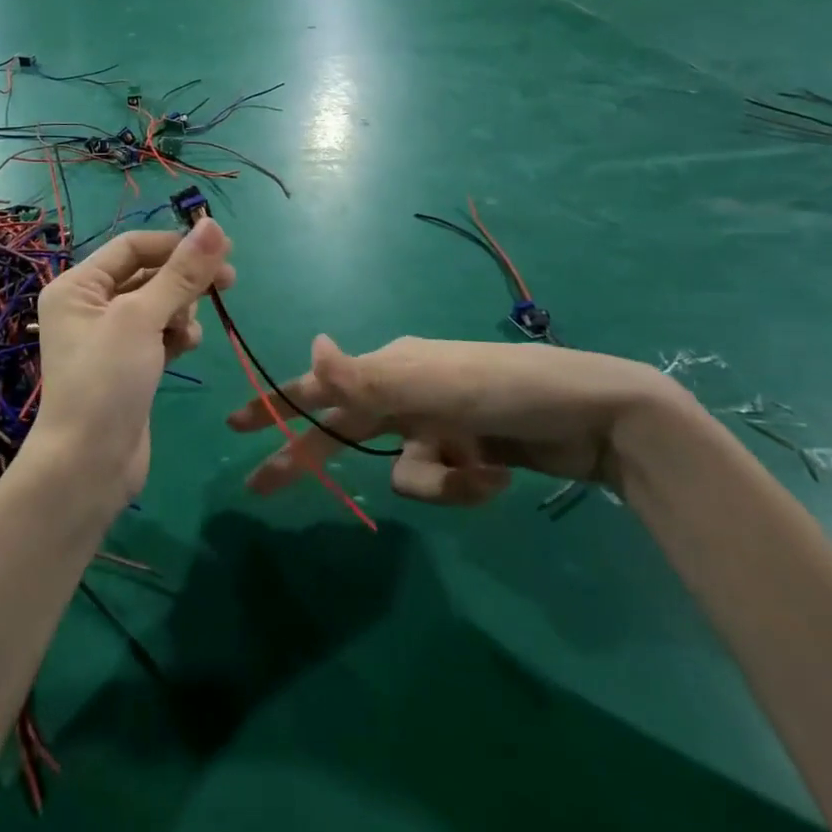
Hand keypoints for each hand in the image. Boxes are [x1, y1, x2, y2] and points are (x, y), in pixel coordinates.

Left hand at [30, 221, 234, 507]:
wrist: (89, 465)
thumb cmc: (107, 380)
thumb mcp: (143, 318)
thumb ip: (181, 273)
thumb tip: (214, 225)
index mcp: (78, 286)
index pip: (132, 246)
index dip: (175, 243)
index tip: (221, 248)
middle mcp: (90, 306)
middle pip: (148, 274)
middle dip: (185, 278)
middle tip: (229, 281)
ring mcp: (110, 337)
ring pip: (159, 304)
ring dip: (182, 309)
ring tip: (191, 330)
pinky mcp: (129, 365)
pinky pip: (160, 333)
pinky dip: (177, 334)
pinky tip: (189, 346)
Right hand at [229, 335, 688, 505]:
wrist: (596, 417)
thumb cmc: (506, 389)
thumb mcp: (433, 385)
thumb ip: (366, 374)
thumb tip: (311, 344)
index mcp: (389, 368)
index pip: (317, 387)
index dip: (275, 404)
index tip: (235, 424)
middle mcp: (404, 393)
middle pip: (343, 432)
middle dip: (309, 458)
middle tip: (261, 486)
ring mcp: (435, 427)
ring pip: (402, 472)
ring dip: (437, 482)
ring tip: (478, 472)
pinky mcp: (464, 455)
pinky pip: (440, 484)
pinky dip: (464, 487)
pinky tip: (496, 477)